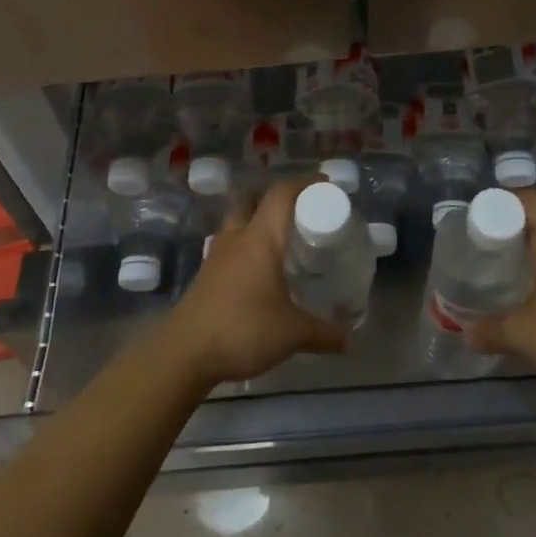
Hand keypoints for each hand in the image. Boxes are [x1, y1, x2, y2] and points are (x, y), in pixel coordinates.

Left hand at [163, 177, 350, 386]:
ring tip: (280, 238)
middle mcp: (237, 238)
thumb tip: (352, 339)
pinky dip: (245, 245)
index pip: (282, 194)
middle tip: (300, 211)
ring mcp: (217, 255)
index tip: (325, 184)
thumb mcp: (292, 334)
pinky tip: (258, 269)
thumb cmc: (242, 330)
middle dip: (276, 198)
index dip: (304, 182)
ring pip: (237, 221)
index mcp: (260, 239)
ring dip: (257, 220)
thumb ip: (325, 334)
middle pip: (253, 199)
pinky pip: (229, 245)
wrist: (183, 354)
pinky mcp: (206, 275)